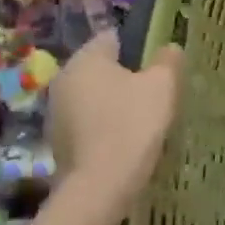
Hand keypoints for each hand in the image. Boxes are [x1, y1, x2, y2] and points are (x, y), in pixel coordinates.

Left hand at [47, 33, 183, 202]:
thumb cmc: (132, 124)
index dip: (141, 46)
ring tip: (145, 120)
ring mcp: (56, 113)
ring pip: (95, 97)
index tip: (161, 65)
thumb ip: (168, 60)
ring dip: (116, 103)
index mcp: (85, 59)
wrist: (100, 187)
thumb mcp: (162, 85)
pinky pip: (89, 123)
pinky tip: (126, 141)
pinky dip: (106, 126)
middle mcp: (63, 79)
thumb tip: (168, 48)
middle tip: (157, 93)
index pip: (114, 37)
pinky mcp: (58, 142)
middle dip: (128, 77)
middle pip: (103, 68)